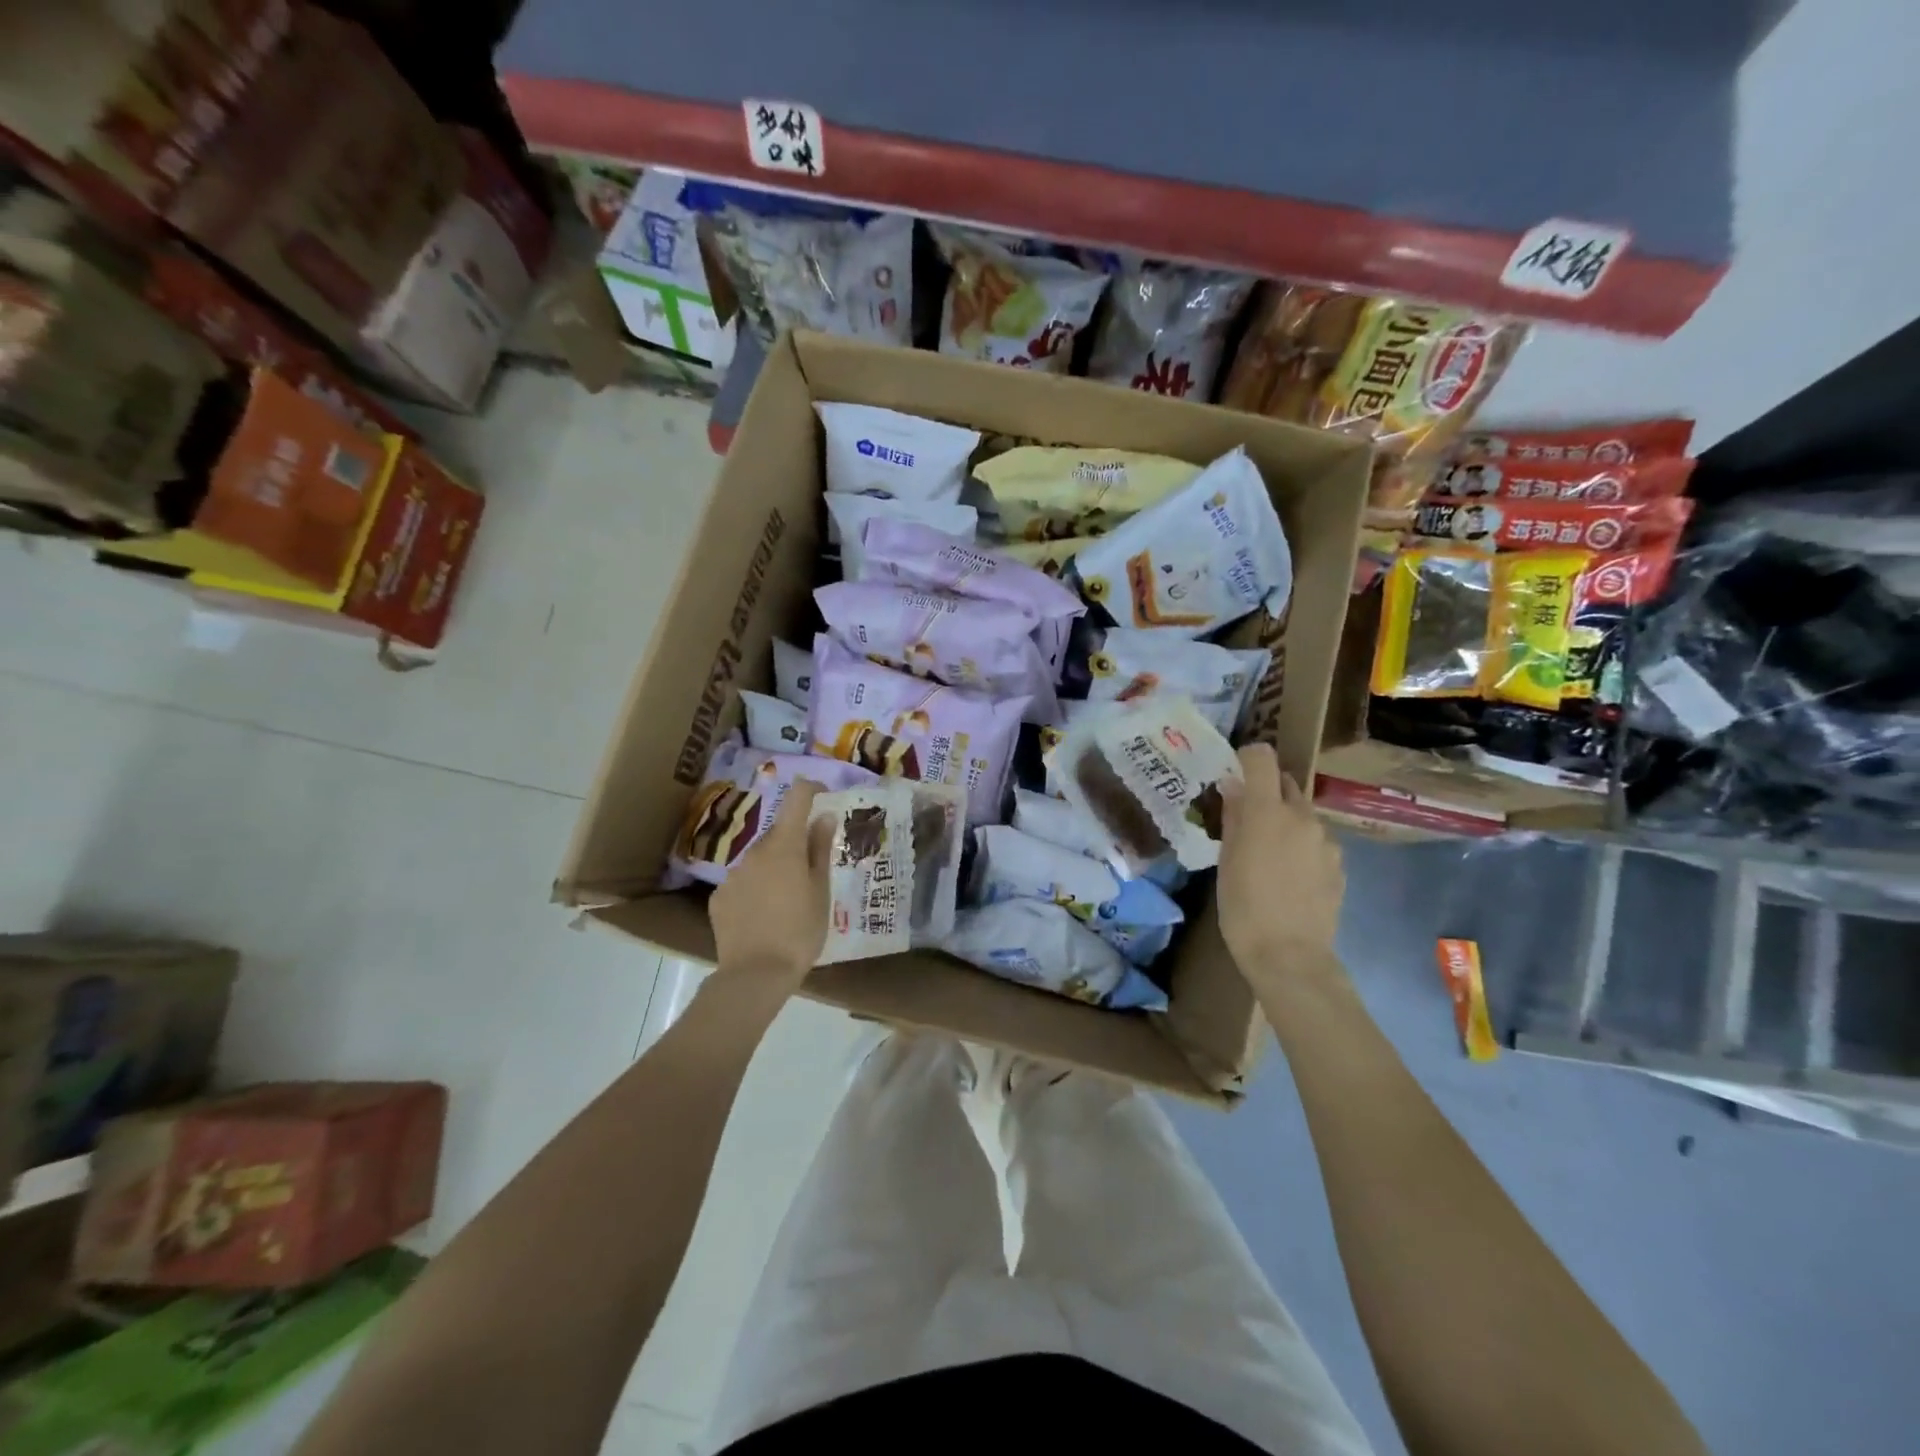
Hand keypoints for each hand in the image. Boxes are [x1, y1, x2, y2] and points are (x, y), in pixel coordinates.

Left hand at [708, 779, 834, 991]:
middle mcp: (754, 851)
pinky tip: (765, 915)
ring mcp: (733, 874)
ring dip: (775, 867)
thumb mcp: (820, 891)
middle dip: (796, 842)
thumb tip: (824, 816)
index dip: (811, 790)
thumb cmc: (799, 931)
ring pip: (760, 859)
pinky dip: (756, 888)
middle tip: (813, 870)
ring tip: (789, 900)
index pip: (797, 797)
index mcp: (784, 845)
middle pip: (778, 833)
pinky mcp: (719, 897)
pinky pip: (744, 882)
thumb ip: (820, 850)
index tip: (824, 797)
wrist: (754, 975)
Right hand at [1216, 743, 1344, 981]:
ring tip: (1268, 855)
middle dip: (1266, 793)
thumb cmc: (1243, 907)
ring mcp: (1326, 841)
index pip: (1262, 759)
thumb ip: (1234, 817)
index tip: (1234, 772)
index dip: (1248, 758)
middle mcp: (1302, 816)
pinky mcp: (1339, 864)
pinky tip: (1289, 876)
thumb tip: (1234, 786)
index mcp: (1268, 811)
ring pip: (1302, 815)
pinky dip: (1301, 846)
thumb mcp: (1226, 860)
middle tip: (1246, 819)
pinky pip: (1315, 841)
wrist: (1290, 956)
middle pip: (1285, 785)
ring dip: (1285, 822)